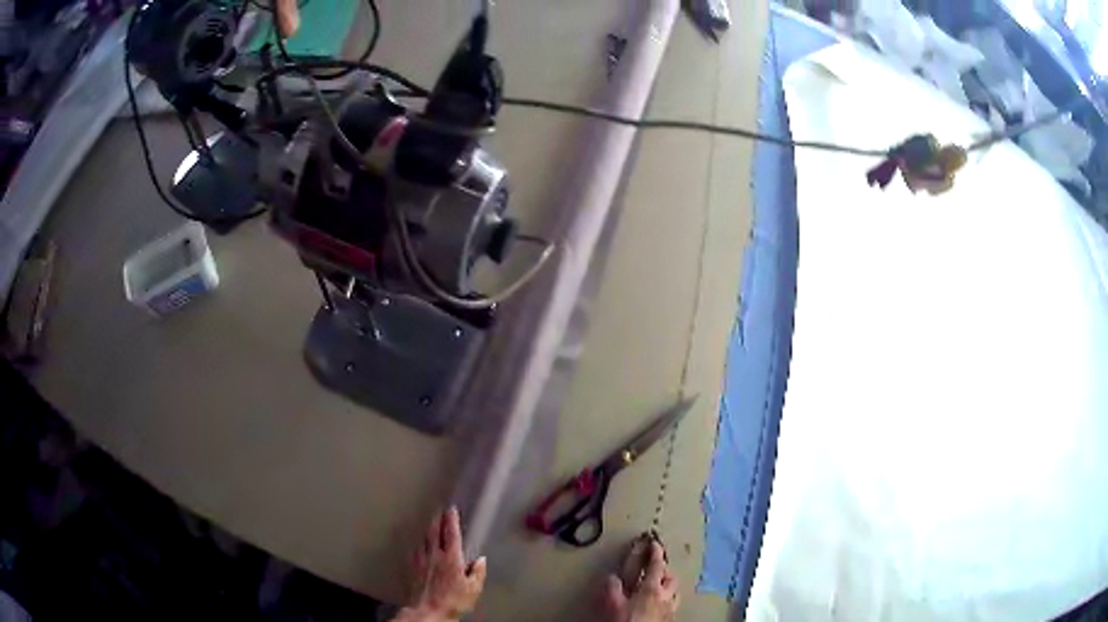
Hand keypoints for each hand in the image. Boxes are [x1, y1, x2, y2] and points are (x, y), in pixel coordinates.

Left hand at [401, 506, 486, 621]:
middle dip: (437, 520)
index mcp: (451, 558)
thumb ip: (478, 572)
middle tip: (440, 512)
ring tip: (430, 524)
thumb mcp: (473, 589)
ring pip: (423, 539)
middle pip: (434, 532)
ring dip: (427, 530)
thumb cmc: (453, 601)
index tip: (452, 510)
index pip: (451, 533)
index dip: (452, 520)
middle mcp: (435, 555)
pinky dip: (419, 543)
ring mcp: (421, 560)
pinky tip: (420, 544)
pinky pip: (416, 549)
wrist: (428, 610)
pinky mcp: (413, 568)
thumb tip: (480, 560)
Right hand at [603, 542, 679, 621]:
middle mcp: (666, 596)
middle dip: (665, 570)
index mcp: (652, 588)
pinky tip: (660, 605)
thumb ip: (613, 588)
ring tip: (660, 586)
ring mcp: (671, 609)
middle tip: (656, 568)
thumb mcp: (613, 604)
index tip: (654, 543)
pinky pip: (673, 605)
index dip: (656, 552)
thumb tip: (612, 577)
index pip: (657, 565)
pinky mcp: (670, 619)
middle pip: (671, 577)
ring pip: (676, 592)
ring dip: (669, 586)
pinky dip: (668, 600)